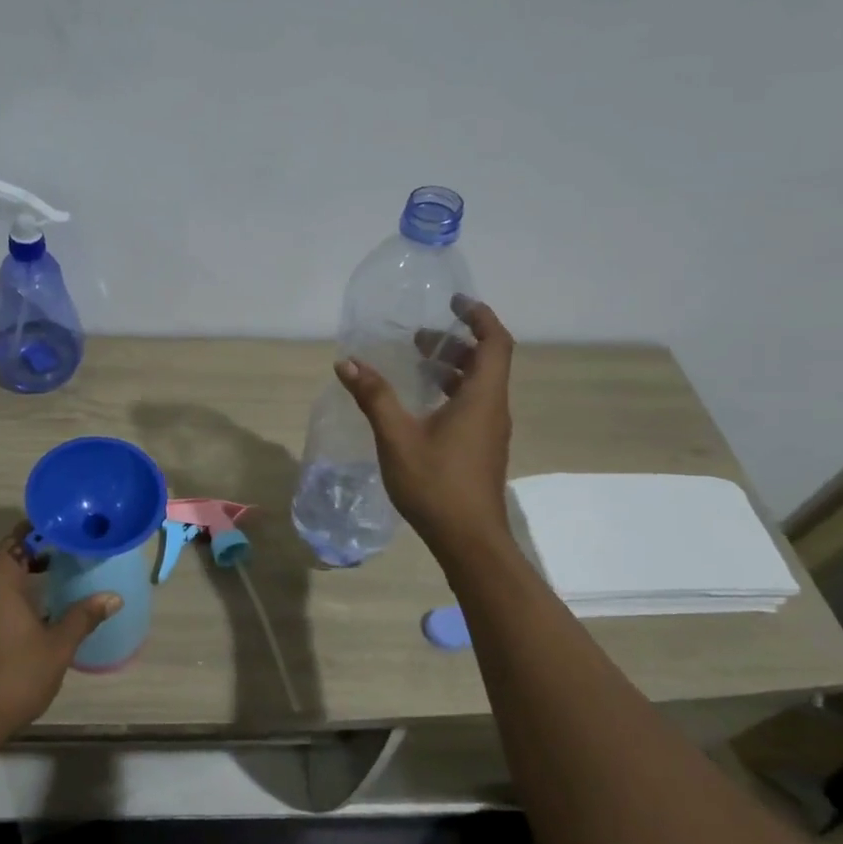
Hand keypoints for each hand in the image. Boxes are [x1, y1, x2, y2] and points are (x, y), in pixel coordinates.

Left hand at [0, 523, 120, 744]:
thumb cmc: (16, 676)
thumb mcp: (58, 645)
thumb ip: (83, 616)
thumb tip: (113, 597)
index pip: (18, 538)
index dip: (43, 529)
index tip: (68, 527)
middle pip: (8, 555)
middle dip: (38, 550)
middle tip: (71, 550)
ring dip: (25, 573)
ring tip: (59, 575)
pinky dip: (13, 593)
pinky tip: (37, 609)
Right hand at [334, 296, 515, 551]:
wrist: (468, 541)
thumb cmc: (436, 484)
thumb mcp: (397, 437)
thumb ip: (374, 396)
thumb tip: (347, 363)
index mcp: (482, 398)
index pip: (495, 342)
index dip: (479, 316)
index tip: (454, 302)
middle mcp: (493, 409)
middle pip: (487, 361)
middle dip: (456, 342)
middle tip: (420, 337)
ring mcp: (490, 431)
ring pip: (479, 385)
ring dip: (452, 368)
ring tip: (416, 364)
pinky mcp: (481, 449)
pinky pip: (472, 406)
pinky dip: (451, 392)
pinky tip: (420, 405)